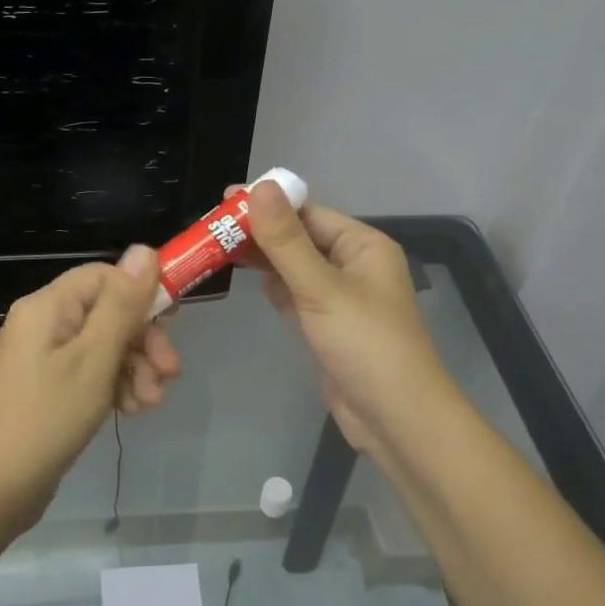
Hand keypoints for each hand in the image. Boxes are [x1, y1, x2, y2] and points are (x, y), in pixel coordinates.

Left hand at [0, 246, 179, 534]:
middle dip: (143, 340)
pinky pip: (91, 373)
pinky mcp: (49, 388)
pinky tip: (129, 411)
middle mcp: (44, 324)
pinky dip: (115, 386)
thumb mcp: (94, 358)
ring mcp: (44, 358)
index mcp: (48, 306)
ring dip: (135, 369)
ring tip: (150, 403)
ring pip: (105, 346)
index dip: (142, 293)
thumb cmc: (46, 417)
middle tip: (170, 372)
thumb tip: (144, 248)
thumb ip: (122, 304)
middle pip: (108, 312)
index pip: (105, 276)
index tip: (173, 322)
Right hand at [234, 183, 452, 465]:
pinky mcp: (325, 325)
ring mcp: (339, 297)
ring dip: (261, 258)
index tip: (222, 201)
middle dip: (259, 231)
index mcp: (362, 245)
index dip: (267, 204)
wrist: (395, 419)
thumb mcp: (321, 288)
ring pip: (293, 267)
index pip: (308, 212)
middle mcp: (352, 264)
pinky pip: (294, 294)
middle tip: (209, 227)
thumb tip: (259, 186)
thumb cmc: (365, 344)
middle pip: (299, 238)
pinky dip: (272, 285)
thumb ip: (286, 240)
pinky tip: (245, 277)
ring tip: (216, 247)